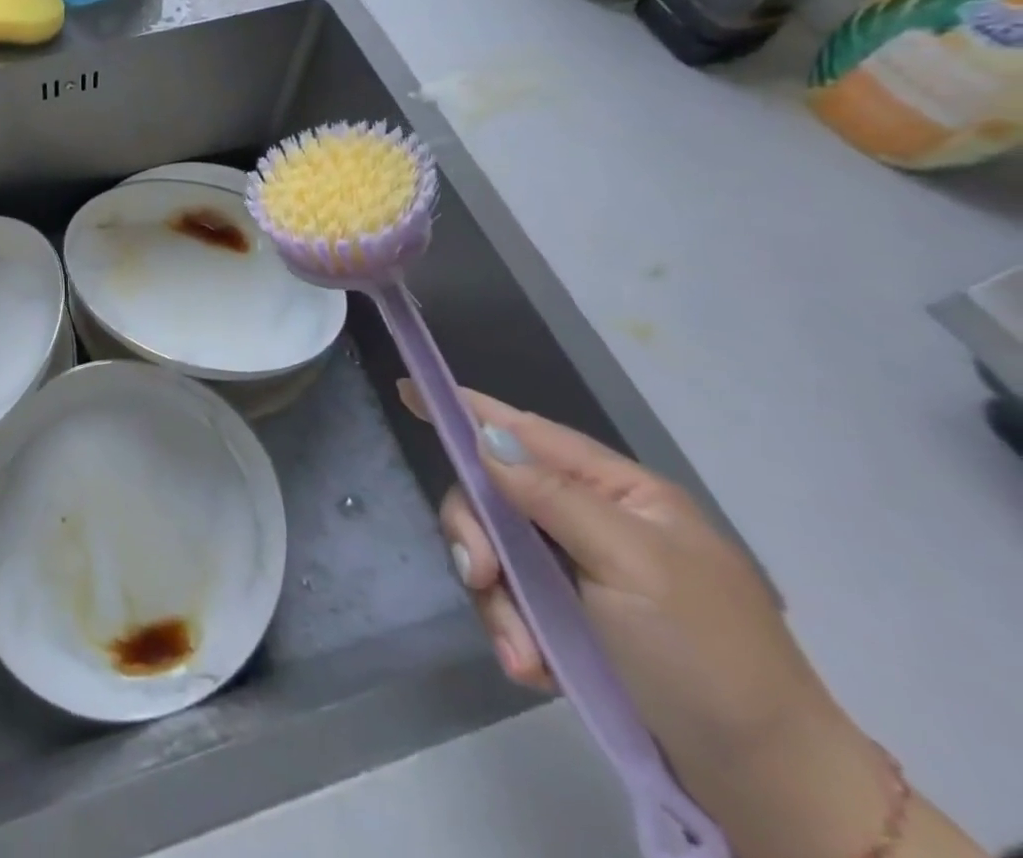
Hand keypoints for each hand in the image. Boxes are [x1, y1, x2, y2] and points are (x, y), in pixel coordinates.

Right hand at [398, 382, 875, 815]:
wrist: (771, 791)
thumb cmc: (709, 658)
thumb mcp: (633, 566)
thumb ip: (554, 497)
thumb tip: (486, 440)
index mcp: (619, 493)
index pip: (527, 432)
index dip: (470, 411)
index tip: (410, 390)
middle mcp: (591, 522)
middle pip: (495, 496)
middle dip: (478, 535)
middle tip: (481, 578)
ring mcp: (578, 574)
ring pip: (495, 555)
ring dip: (497, 603)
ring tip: (524, 658)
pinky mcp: (569, 623)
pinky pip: (511, 605)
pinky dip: (513, 635)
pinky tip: (534, 671)